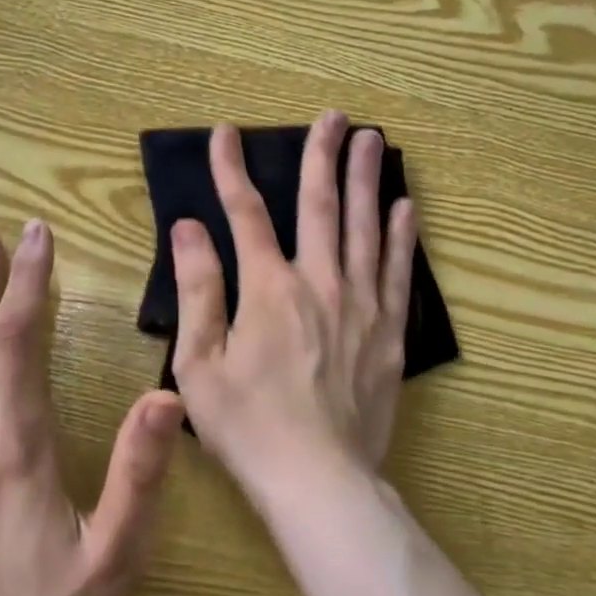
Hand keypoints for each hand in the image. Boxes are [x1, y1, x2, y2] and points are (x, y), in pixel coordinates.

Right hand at [169, 110, 416, 504]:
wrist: (319, 479)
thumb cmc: (248, 426)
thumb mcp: (199, 362)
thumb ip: (197, 289)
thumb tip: (188, 227)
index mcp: (268, 288)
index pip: (245, 213)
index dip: (231, 169)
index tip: (225, 133)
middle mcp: (319, 281)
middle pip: (321, 204)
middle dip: (322, 154)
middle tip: (333, 116)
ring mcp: (361, 304)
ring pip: (365, 226)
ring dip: (367, 178)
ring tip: (373, 139)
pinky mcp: (389, 330)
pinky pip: (397, 270)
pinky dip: (401, 235)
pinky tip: (406, 207)